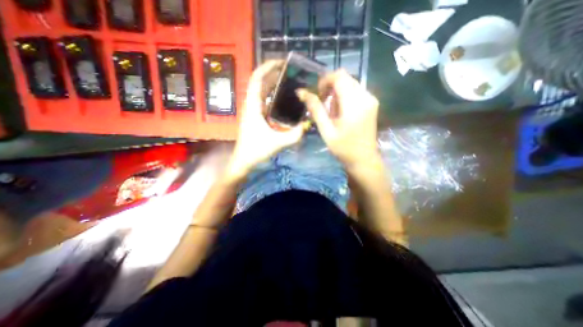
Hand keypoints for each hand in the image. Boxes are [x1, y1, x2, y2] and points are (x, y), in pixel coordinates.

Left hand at [225, 62, 302, 181]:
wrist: (244, 161)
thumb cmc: (256, 150)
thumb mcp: (278, 142)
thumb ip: (294, 135)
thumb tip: (307, 125)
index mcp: (253, 106)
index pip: (256, 79)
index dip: (267, 67)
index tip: (281, 63)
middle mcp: (251, 105)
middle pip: (260, 83)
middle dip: (274, 74)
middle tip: (291, 73)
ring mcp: (252, 111)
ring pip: (262, 92)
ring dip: (273, 84)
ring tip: (289, 82)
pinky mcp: (255, 117)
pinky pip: (264, 101)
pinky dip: (273, 96)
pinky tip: (284, 99)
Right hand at [296, 69, 382, 168]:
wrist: (364, 159)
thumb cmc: (343, 148)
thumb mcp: (326, 130)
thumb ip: (316, 109)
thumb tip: (302, 92)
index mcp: (354, 104)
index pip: (339, 76)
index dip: (325, 80)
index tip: (318, 94)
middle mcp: (365, 96)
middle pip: (345, 78)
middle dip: (330, 86)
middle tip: (323, 103)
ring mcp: (371, 99)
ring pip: (350, 83)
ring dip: (337, 92)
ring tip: (332, 110)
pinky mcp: (372, 103)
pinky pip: (356, 91)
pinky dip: (345, 96)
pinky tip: (341, 111)